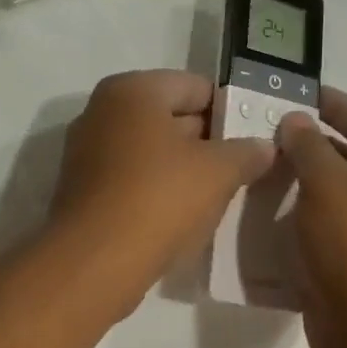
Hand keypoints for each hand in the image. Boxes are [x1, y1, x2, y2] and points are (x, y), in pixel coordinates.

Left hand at [50, 71, 274, 306]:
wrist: (95, 260)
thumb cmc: (159, 198)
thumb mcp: (218, 172)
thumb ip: (246, 152)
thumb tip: (264, 146)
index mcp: (132, 91)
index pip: (195, 87)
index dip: (230, 110)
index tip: (255, 136)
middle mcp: (102, 112)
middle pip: (169, 117)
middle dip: (207, 141)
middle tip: (244, 166)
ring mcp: (87, 152)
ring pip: (150, 151)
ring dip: (183, 168)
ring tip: (219, 193)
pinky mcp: (82, 190)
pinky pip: (132, 178)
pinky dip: (157, 189)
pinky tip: (183, 214)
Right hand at [278, 89, 346, 347]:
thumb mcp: (331, 186)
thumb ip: (309, 147)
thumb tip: (296, 120)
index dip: (334, 103)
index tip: (294, 93)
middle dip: (307, 144)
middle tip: (260, 132)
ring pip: (329, 197)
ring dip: (294, 184)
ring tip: (251, 170)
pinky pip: (317, 232)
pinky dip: (291, 221)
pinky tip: (257, 217)